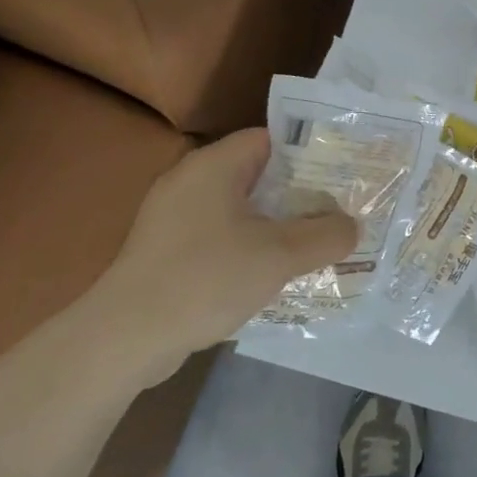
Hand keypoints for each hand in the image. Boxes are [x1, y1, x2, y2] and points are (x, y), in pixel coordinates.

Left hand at [70, 128, 358, 389]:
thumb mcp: (280, 256)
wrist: (125, 338)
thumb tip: (352, 226)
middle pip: (256, 174)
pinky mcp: (164, 249)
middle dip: (297, 194)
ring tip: (311, 244)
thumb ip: (326, 236)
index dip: (308, 154)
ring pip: (238, 208)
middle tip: (335, 212)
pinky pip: (218, 234)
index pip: (269, 139)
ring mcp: (172, 216)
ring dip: (274, 224)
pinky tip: (268, 273)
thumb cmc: (206, 279)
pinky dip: (246, 246)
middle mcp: (190, 180)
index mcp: (213, 166)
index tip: (340, 177)